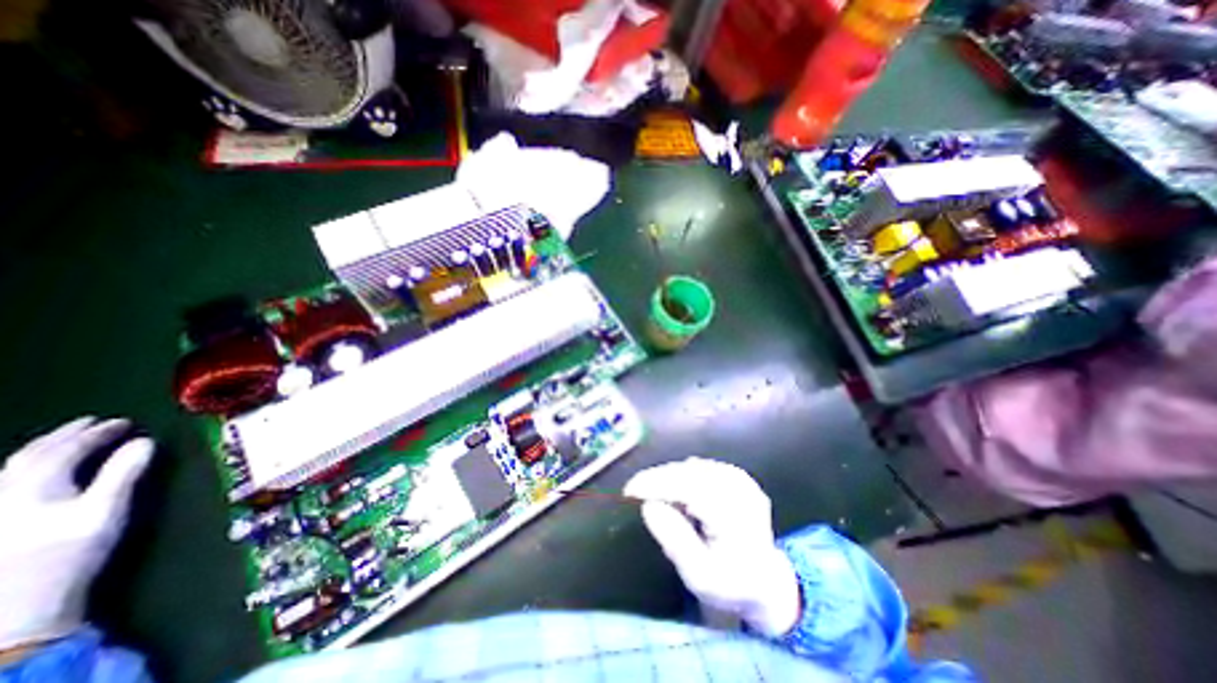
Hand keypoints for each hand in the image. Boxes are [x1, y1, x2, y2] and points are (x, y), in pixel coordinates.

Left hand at [0, 417, 153, 649]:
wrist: (17, 609)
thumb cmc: (68, 554)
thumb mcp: (104, 511)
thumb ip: (123, 474)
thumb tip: (145, 442)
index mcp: (33, 487)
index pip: (66, 450)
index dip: (96, 433)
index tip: (125, 421)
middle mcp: (5, 495)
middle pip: (29, 457)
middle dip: (64, 436)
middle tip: (93, 422)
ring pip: (11, 470)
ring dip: (44, 450)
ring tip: (68, 440)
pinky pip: (7, 485)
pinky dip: (29, 469)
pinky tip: (39, 473)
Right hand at [623, 455, 804, 637]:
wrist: (766, 581)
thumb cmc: (730, 584)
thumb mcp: (700, 576)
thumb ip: (675, 541)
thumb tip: (649, 506)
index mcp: (735, 514)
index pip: (687, 487)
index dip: (656, 484)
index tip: (630, 490)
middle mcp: (740, 489)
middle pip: (688, 473)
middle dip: (658, 479)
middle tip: (635, 492)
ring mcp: (740, 479)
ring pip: (692, 468)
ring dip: (669, 477)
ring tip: (654, 495)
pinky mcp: (737, 474)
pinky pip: (700, 468)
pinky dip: (682, 476)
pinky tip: (677, 492)